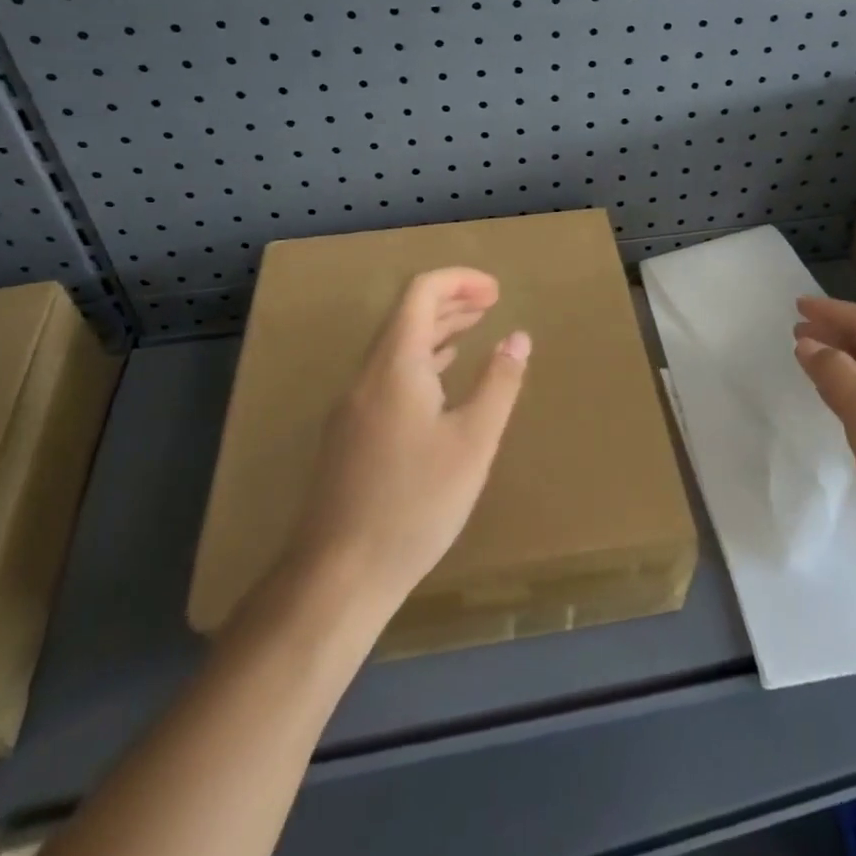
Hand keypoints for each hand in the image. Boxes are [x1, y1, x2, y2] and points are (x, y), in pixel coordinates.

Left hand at [286, 267, 530, 616]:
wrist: (337, 575)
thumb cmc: (415, 503)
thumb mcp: (473, 441)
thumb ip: (499, 383)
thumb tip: (517, 337)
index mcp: (395, 364)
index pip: (420, 293)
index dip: (459, 281)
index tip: (497, 292)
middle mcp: (367, 374)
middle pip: (406, 315)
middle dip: (450, 301)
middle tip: (492, 304)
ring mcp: (353, 405)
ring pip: (396, 347)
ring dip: (435, 331)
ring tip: (473, 331)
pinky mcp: (350, 433)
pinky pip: (388, 375)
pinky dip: (420, 361)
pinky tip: (441, 382)